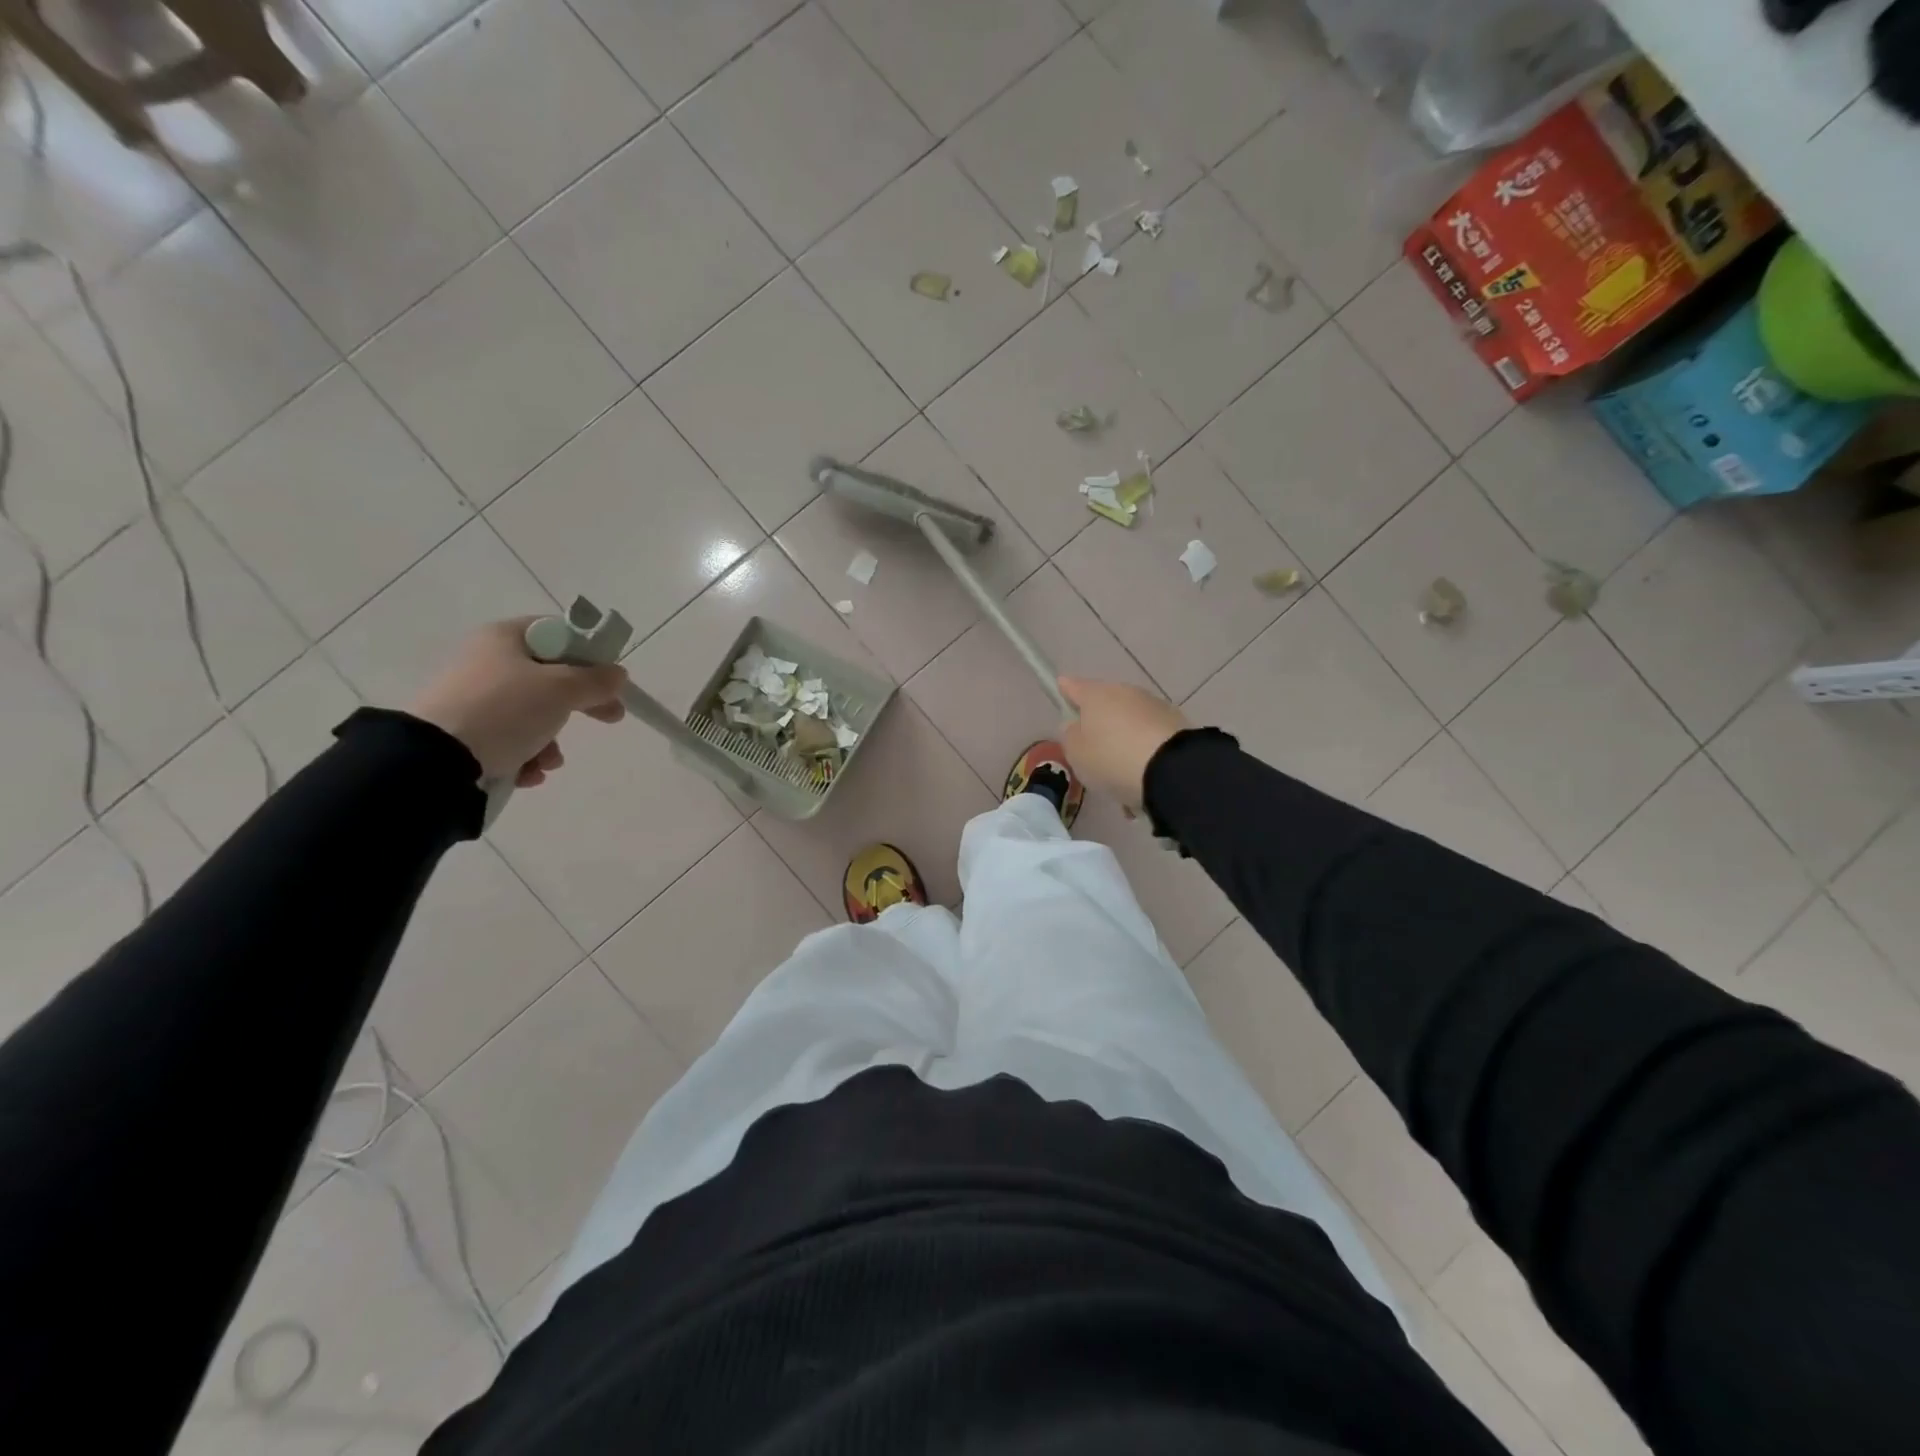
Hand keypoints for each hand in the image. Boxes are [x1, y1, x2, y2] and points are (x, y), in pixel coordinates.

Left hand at [408, 619, 627, 787]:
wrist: (435, 759)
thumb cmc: (505, 710)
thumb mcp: (562, 690)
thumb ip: (597, 680)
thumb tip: (618, 674)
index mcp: (505, 638)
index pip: (559, 633)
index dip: (590, 654)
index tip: (609, 680)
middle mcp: (486, 661)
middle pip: (551, 677)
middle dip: (579, 704)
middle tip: (609, 718)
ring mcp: (473, 697)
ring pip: (532, 713)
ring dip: (551, 739)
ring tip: (550, 761)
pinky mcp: (463, 731)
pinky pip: (508, 738)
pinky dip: (526, 755)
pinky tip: (528, 773)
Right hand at [1058, 676, 1189, 809]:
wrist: (1171, 769)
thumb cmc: (1112, 758)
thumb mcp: (1077, 753)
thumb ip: (1070, 735)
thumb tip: (1076, 724)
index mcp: (1095, 695)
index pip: (1074, 686)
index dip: (1065, 689)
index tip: (1061, 688)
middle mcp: (1125, 692)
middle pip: (1105, 703)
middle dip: (1099, 721)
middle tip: (1093, 749)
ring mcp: (1153, 705)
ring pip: (1130, 720)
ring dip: (1124, 737)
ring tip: (1122, 772)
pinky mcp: (1176, 722)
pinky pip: (1150, 735)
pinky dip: (1144, 749)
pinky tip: (1143, 775)